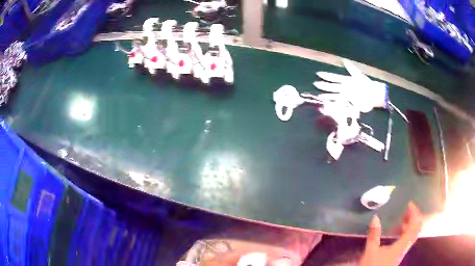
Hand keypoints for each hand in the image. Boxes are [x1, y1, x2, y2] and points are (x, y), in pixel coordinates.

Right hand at [359, 201, 422, 265]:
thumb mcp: (371, 251)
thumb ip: (374, 235)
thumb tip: (375, 217)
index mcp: (401, 246)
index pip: (413, 226)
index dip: (414, 214)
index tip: (410, 204)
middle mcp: (404, 248)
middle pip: (416, 230)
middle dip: (414, 218)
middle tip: (408, 210)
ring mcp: (402, 252)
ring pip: (412, 235)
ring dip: (410, 225)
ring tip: (403, 219)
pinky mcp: (398, 255)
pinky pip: (407, 240)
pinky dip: (405, 232)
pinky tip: (397, 233)